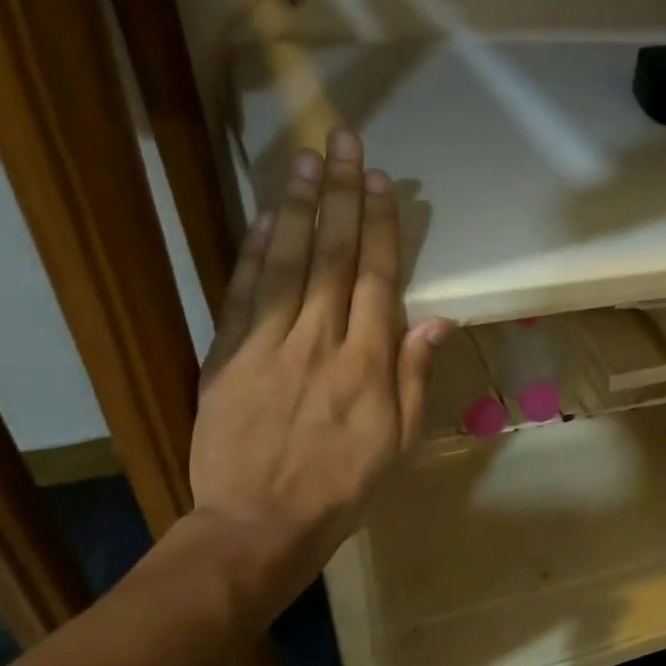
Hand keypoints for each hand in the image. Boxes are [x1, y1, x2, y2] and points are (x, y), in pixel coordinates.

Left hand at [188, 129, 449, 601]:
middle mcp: (320, 340)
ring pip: (287, 263)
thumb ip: (416, 376)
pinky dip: (254, 251)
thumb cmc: (345, 487)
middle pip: (333, 256)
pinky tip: (266, 217)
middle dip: (341, 195)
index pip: (376, 277)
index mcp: (368, 363)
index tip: (382, 182)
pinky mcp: (227, 355)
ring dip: (298, 207)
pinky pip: (243, 293)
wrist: (260, 523)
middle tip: (343, 142)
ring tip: (306, 160)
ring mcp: (269, 344)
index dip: (381, 225)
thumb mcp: (400, 441)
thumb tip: (439, 320)